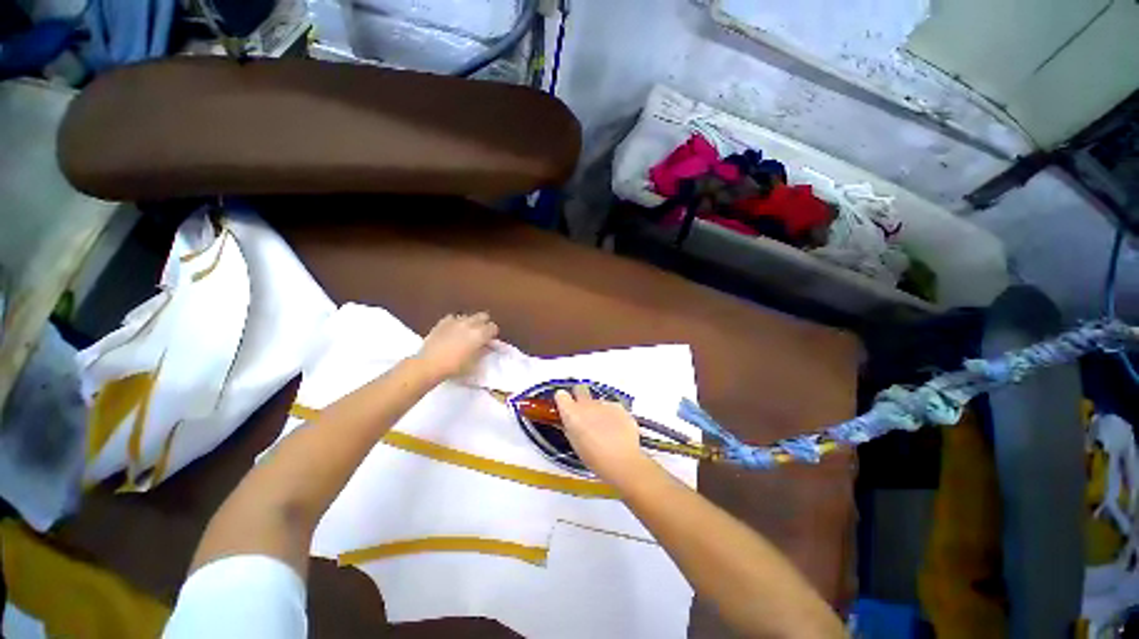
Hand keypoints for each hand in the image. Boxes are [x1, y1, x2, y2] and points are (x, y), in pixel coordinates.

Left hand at [415, 312, 498, 380]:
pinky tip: (453, 331)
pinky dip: (455, 323)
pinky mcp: (443, 322)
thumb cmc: (455, 367)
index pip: (493, 327)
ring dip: (470, 323)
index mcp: (480, 334)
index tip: (490, 341)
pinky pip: (453, 318)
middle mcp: (470, 323)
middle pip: (483, 316)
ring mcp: (455, 321)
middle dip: (484, 324)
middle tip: (480, 334)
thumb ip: (484, 351)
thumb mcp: (475, 363)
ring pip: (469, 316)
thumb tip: (488, 347)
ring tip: (465, 333)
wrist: (429, 365)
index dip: (493, 334)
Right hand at [554, 385, 652, 484]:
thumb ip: (570, 427)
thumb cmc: (594, 458)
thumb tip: (569, 422)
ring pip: (597, 401)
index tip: (565, 405)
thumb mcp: (575, 444)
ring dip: (597, 409)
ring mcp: (604, 404)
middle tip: (583, 410)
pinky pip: (612, 407)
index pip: (561, 395)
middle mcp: (587, 404)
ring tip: (603, 427)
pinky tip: (615, 429)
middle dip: (580, 396)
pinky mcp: (619, 407)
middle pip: (579, 389)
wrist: (622, 461)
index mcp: (572, 413)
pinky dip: (612, 415)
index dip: (563, 400)